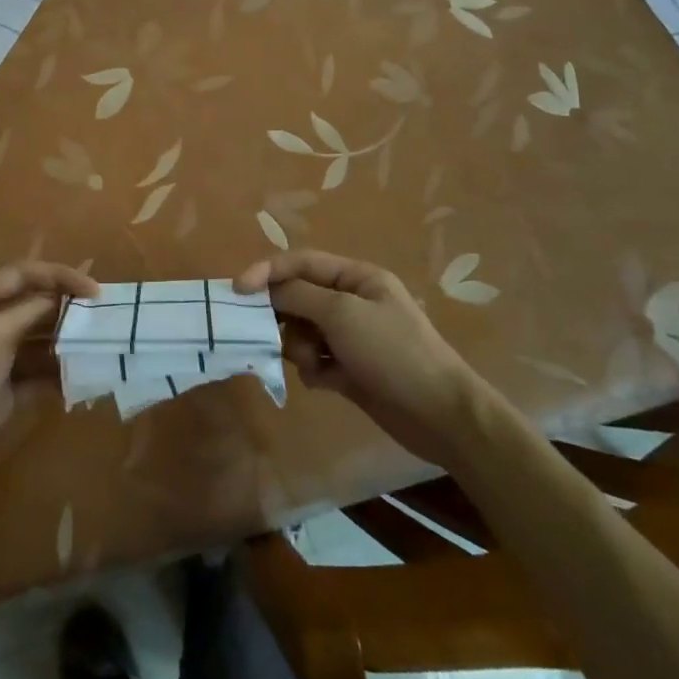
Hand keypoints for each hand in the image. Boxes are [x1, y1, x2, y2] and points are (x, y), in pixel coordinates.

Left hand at [0, 261, 98, 501]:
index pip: (23, 274)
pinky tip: (82, 378)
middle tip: (103, 316)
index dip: (60, 276)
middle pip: (32, 306)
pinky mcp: (3, 389)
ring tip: (99, 345)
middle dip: (66, 310)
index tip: (95, 290)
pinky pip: (37, 373)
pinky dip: (58, 374)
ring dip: (66, 343)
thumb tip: (59, 298)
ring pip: (38, 340)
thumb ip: (30, 310)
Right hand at [235, 250, 482, 461]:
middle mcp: (352, 301)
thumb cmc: (393, 352)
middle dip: (284, 316)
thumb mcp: (342, 314)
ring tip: (316, 365)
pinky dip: (314, 369)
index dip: (267, 272)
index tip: (237, 291)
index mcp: (356, 277)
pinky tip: (327, 383)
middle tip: (273, 335)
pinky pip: (314, 360)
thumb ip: (299, 296)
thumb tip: (266, 288)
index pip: (301, 263)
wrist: (440, 415)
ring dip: (300, 347)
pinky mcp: (350, 369)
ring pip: (302, 331)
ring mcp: (352, 337)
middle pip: (298, 297)